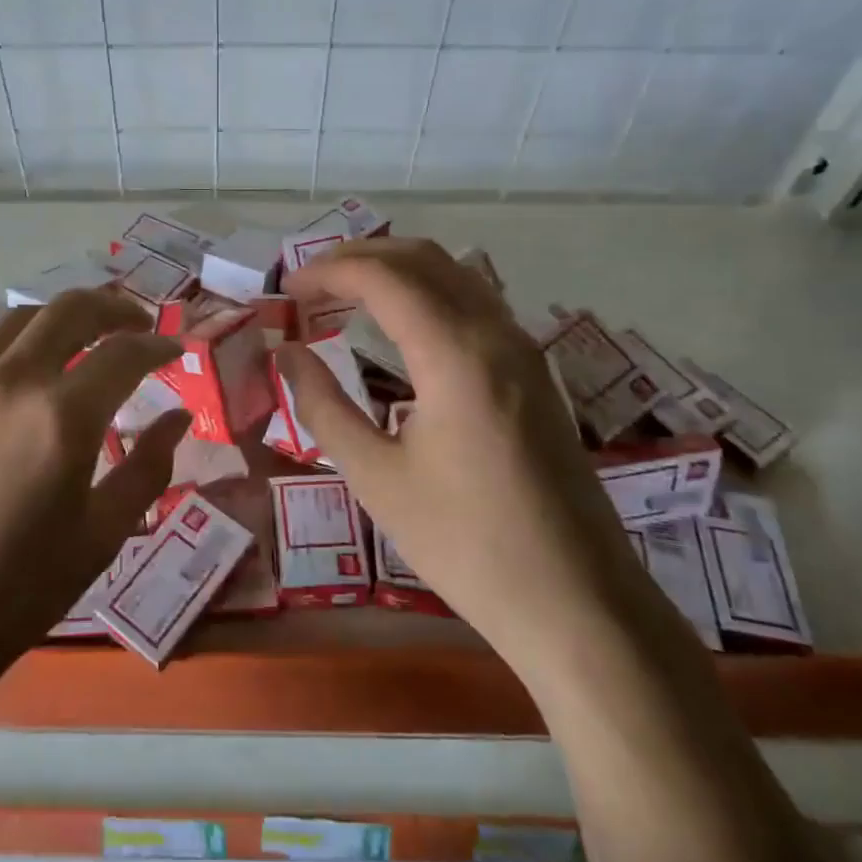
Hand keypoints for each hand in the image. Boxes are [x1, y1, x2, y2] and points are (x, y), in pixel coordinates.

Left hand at [0, 290, 190, 734]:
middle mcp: (9, 383)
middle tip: (136, 324)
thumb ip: (148, 468)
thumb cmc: (14, 596)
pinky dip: (4, 345)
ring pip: (17, 321)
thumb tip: (178, 418)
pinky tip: (11, 372)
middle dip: (114, 308)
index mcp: (62, 418)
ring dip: (59, 321)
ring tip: (79, 341)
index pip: (125, 353)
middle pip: (71, 311)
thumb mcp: (100, 538)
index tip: (176, 350)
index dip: (159, 345)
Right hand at [276, 239, 631, 648]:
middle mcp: (495, 333)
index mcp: (455, 354)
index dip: (326, 272)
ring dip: (395, 270)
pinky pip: (474, 303)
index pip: (382, 277)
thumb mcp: (378, 478)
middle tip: (308, 284)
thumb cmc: (466, 544)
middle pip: (421, 258)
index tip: (284, 290)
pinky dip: (427, 292)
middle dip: (358, 258)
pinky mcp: (534, 372)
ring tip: (344, 294)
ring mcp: (522, 349)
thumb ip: (324, 406)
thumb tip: (288, 354)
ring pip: (454, 273)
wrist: (577, 604)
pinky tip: (401, 326)